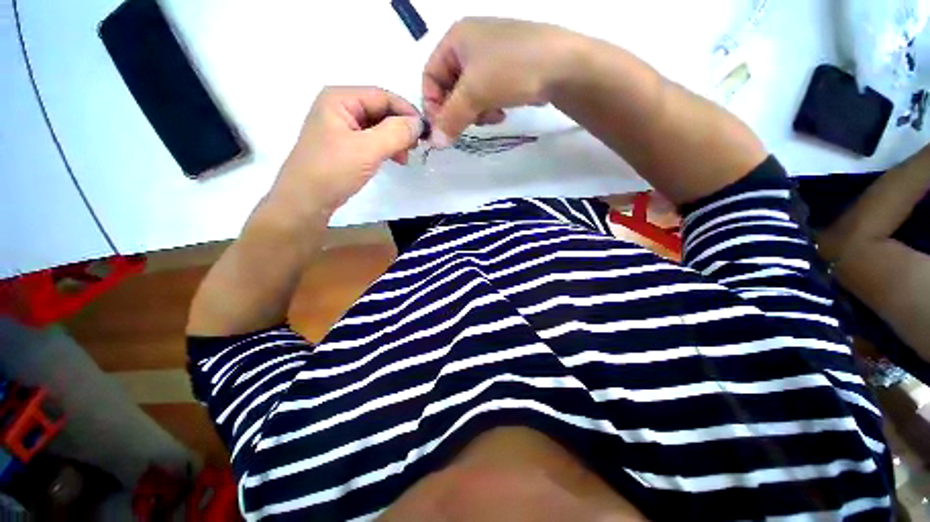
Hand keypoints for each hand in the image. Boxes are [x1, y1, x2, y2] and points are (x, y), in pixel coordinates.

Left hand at [268, 86, 422, 220]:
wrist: (306, 200)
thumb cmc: (333, 170)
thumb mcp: (367, 149)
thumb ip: (396, 133)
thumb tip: (419, 124)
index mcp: (340, 99)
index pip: (382, 96)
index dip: (407, 111)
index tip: (426, 131)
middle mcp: (340, 108)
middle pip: (380, 110)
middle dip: (401, 128)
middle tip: (416, 147)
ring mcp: (342, 128)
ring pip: (378, 127)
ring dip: (396, 140)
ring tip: (405, 158)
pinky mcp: (346, 146)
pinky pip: (372, 140)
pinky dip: (387, 148)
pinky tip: (395, 160)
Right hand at [422, 18, 578, 145]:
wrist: (562, 65)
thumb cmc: (511, 69)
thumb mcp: (475, 93)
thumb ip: (450, 119)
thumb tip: (433, 143)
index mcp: (455, 38)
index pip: (430, 76)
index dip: (433, 105)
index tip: (442, 129)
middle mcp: (470, 44)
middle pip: (449, 88)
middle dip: (458, 110)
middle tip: (469, 124)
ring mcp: (490, 56)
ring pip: (468, 95)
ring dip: (476, 112)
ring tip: (491, 116)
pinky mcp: (505, 71)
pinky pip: (485, 94)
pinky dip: (489, 107)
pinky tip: (501, 112)